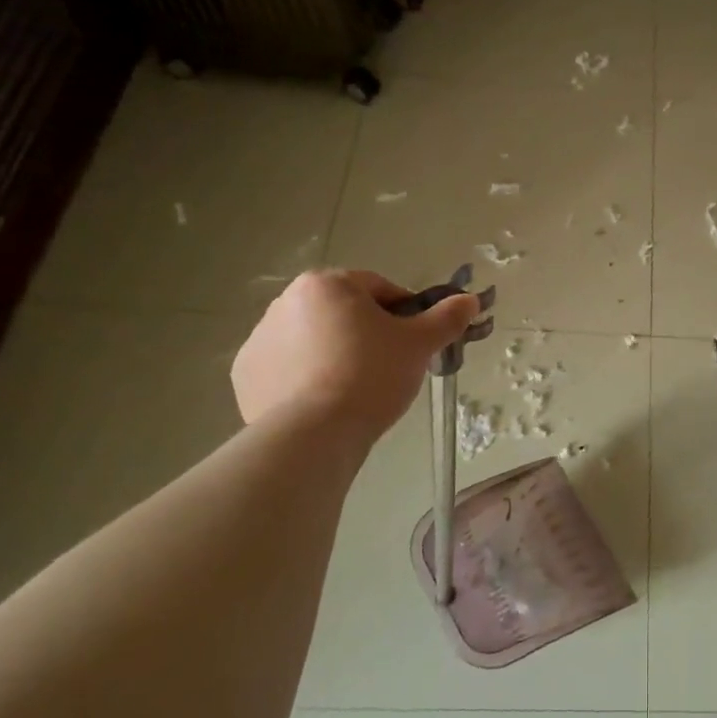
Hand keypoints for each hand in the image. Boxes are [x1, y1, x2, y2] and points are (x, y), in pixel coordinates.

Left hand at [231, 270, 481, 437]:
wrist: (315, 433)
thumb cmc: (371, 375)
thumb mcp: (419, 344)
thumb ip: (446, 318)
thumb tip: (471, 300)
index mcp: (327, 284)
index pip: (379, 288)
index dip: (405, 313)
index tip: (415, 341)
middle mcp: (286, 301)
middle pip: (343, 312)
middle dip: (367, 333)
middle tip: (389, 367)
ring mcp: (260, 338)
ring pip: (314, 339)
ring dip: (335, 353)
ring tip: (357, 389)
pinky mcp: (245, 375)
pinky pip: (287, 368)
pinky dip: (305, 378)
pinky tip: (325, 402)